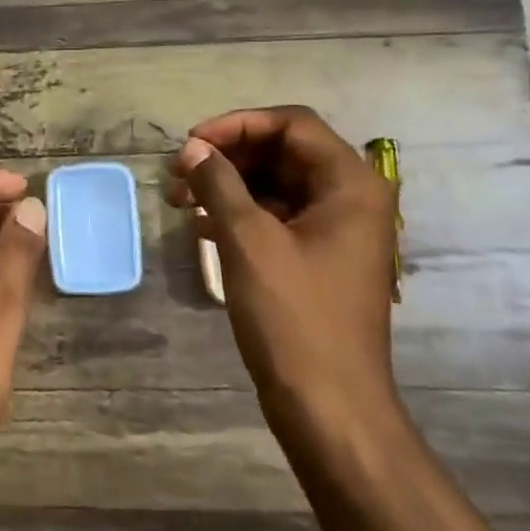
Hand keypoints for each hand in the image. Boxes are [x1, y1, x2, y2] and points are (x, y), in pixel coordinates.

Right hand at [167, 107, 403, 443]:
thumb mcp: (249, 242)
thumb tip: (193, 149)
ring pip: (276, 186)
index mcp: (351, 184)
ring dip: (228, 186)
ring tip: (179, 200)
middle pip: (283, 152)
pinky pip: (277, 218)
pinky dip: (239, 215)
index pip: (291, 124)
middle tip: (178, 173)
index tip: (190, 144)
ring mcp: (336, 231)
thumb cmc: (294, 317)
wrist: (328, 405)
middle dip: (228, 157)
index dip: (236, 126)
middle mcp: (351, 198)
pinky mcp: (318, 259)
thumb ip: (219, 184)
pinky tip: (201, 226)